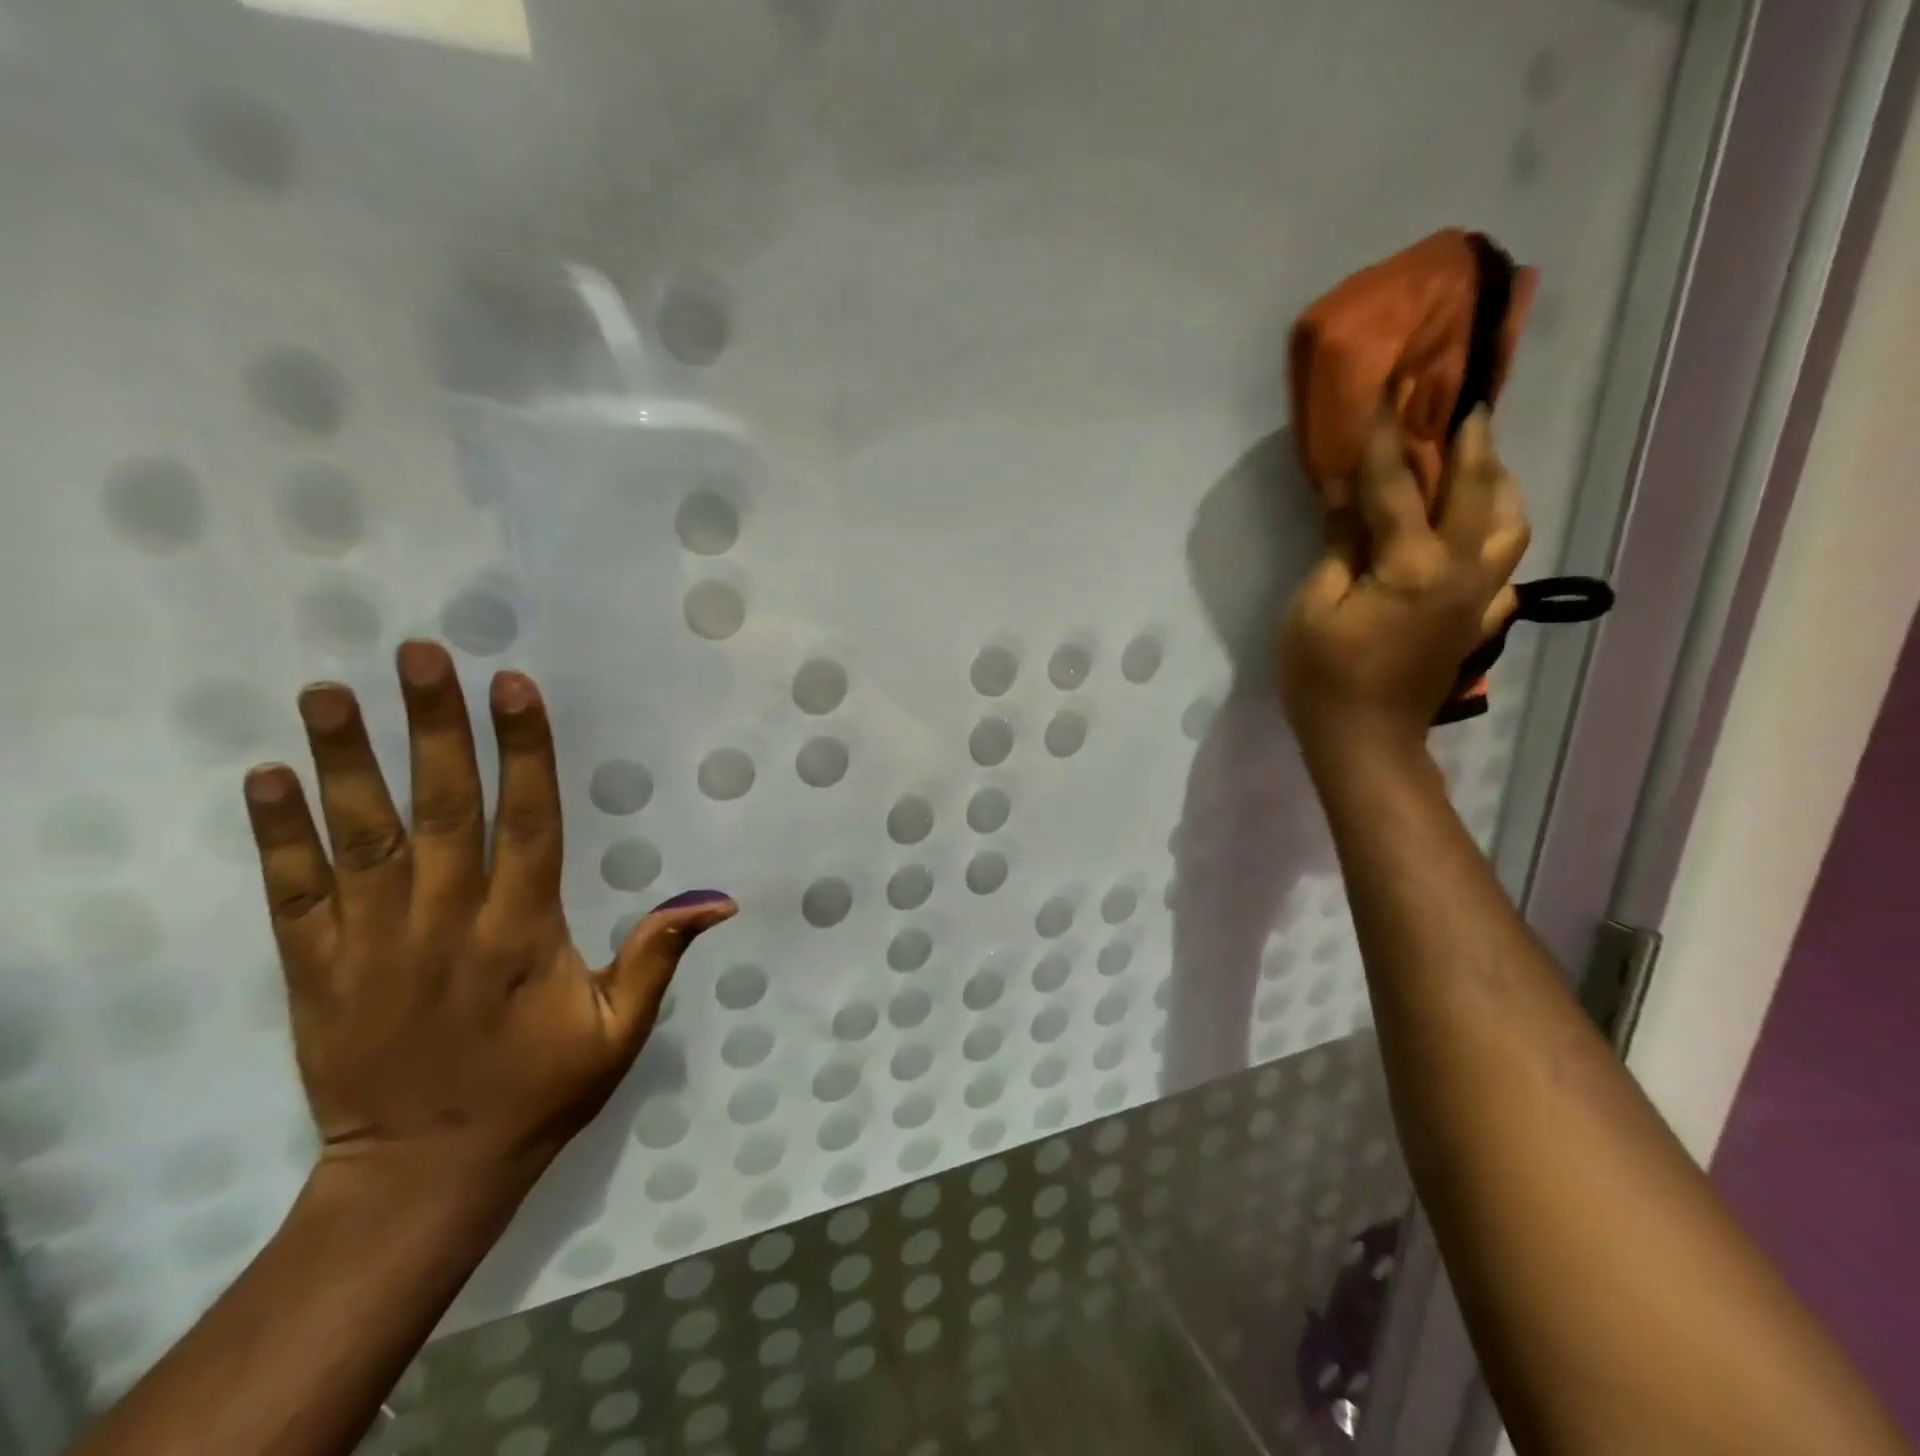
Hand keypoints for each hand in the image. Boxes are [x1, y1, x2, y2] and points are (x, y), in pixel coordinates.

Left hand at [243, 641, 734, 1201]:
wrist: (424, 1174)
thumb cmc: (537, 1092)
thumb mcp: (618, 1030)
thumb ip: (658, 956)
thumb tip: (719, 899)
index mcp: (522, 932)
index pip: (526, 821)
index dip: (522, 750)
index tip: (512, 686)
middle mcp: (447, 922)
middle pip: (441, 808)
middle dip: (432, 726)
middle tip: (418, 655)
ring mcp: (373, 943)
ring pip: (360, 837)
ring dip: (346, 760)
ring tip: (330, 692)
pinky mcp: (316, 970)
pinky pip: (292, 893)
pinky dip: (277, 835)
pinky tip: (265, 777)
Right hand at [1278, 407, 1529, 768]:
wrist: (1365, 741)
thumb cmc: (1323, 678)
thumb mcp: (1311, 609)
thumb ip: (1337, 546)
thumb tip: (1347, 495)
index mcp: (1413, 566)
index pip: (1399, 486)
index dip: (1389, 436)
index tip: (1390, 388)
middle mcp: (1462, 572)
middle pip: (1477, 491)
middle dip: (1467, 441)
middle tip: (1462, 403)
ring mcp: (1480, 598)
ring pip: (1510, 524)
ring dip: (1498, 484)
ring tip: (1479, 463)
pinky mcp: (1481, 621)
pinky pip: (1505, 567)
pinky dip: (1496, 538)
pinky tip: (1479, 536)